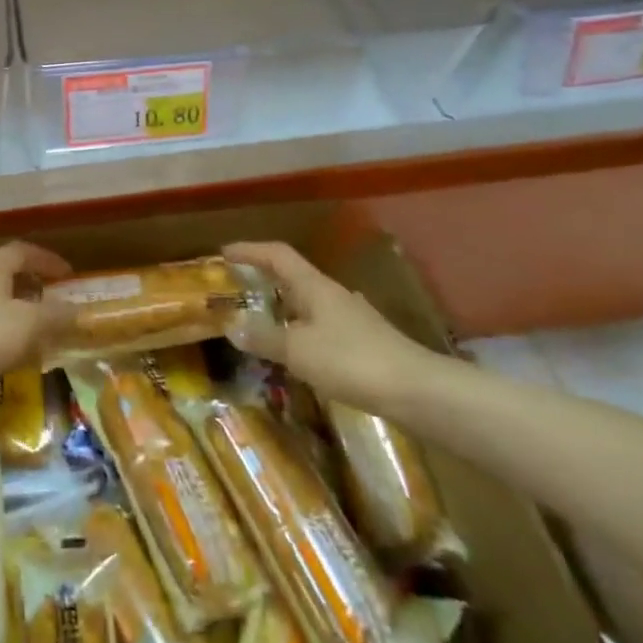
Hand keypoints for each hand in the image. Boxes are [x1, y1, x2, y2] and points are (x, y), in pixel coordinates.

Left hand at [0, 241, 70, 390]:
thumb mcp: (31, 323)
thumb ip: (57, 315)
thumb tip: (79, 311)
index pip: (21, 251)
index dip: (46, 259)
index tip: (68, 274)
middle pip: (8, 278)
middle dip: (35, 289)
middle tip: (57, 304)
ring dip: (23, 317)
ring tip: (44, 335)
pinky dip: (9, 340)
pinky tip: (20, 359)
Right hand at [223, 241, 441, 413]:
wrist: (418, 391)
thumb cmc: (352, 361)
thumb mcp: (298, 350)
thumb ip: (264, 337)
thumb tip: (230, 324)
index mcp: (315, 287)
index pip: (278, 255)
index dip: (250, 251)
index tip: (224, 254)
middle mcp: (333, 295)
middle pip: (293, 277)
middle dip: (264, 280)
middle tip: (238, 290)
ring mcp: (352, 318)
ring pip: (309, 304)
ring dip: (283, 308)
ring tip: (262, 324)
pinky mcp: (364, 343)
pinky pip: (321, 328)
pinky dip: (301, 332)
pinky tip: (298, 353)